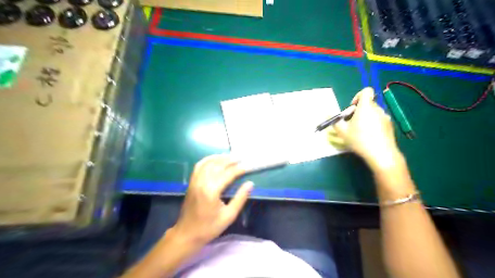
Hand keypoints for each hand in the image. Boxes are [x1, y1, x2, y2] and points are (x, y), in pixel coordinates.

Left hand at [171, 156, 252, 245]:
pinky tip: (216, 158)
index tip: (249, 166)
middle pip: (218, 165)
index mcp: (211, 191)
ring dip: (220, 158)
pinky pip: (199, 165)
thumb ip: (240, 198)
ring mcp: (195, 180)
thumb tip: (250, 184)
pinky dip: (208, 159)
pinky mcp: (191, 182)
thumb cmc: (209, 227)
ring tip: (231, 156)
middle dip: (231, 160)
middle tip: (242, 158)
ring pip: (209, 163)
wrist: (187, 234)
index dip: (240, 169)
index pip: (228, 174)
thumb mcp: (229, 216)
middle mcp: (202, 182)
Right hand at [332, 87, 400, 169]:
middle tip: (352, 123)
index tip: (352, 108)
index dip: (358, 96)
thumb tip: (327, 113)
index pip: (366, 91)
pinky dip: (374, 125)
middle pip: (368, 104)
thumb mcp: (342, 131)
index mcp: (365, 107)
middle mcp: (377, 109)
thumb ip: (334, 120)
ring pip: (373, 113)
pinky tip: (369, 137)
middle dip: (359, 111)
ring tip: (360, 132)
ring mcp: (385, 117)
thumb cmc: (359, 140)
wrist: (381, 154)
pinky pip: (379, 120)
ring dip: (366, 118)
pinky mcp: (390, 126)